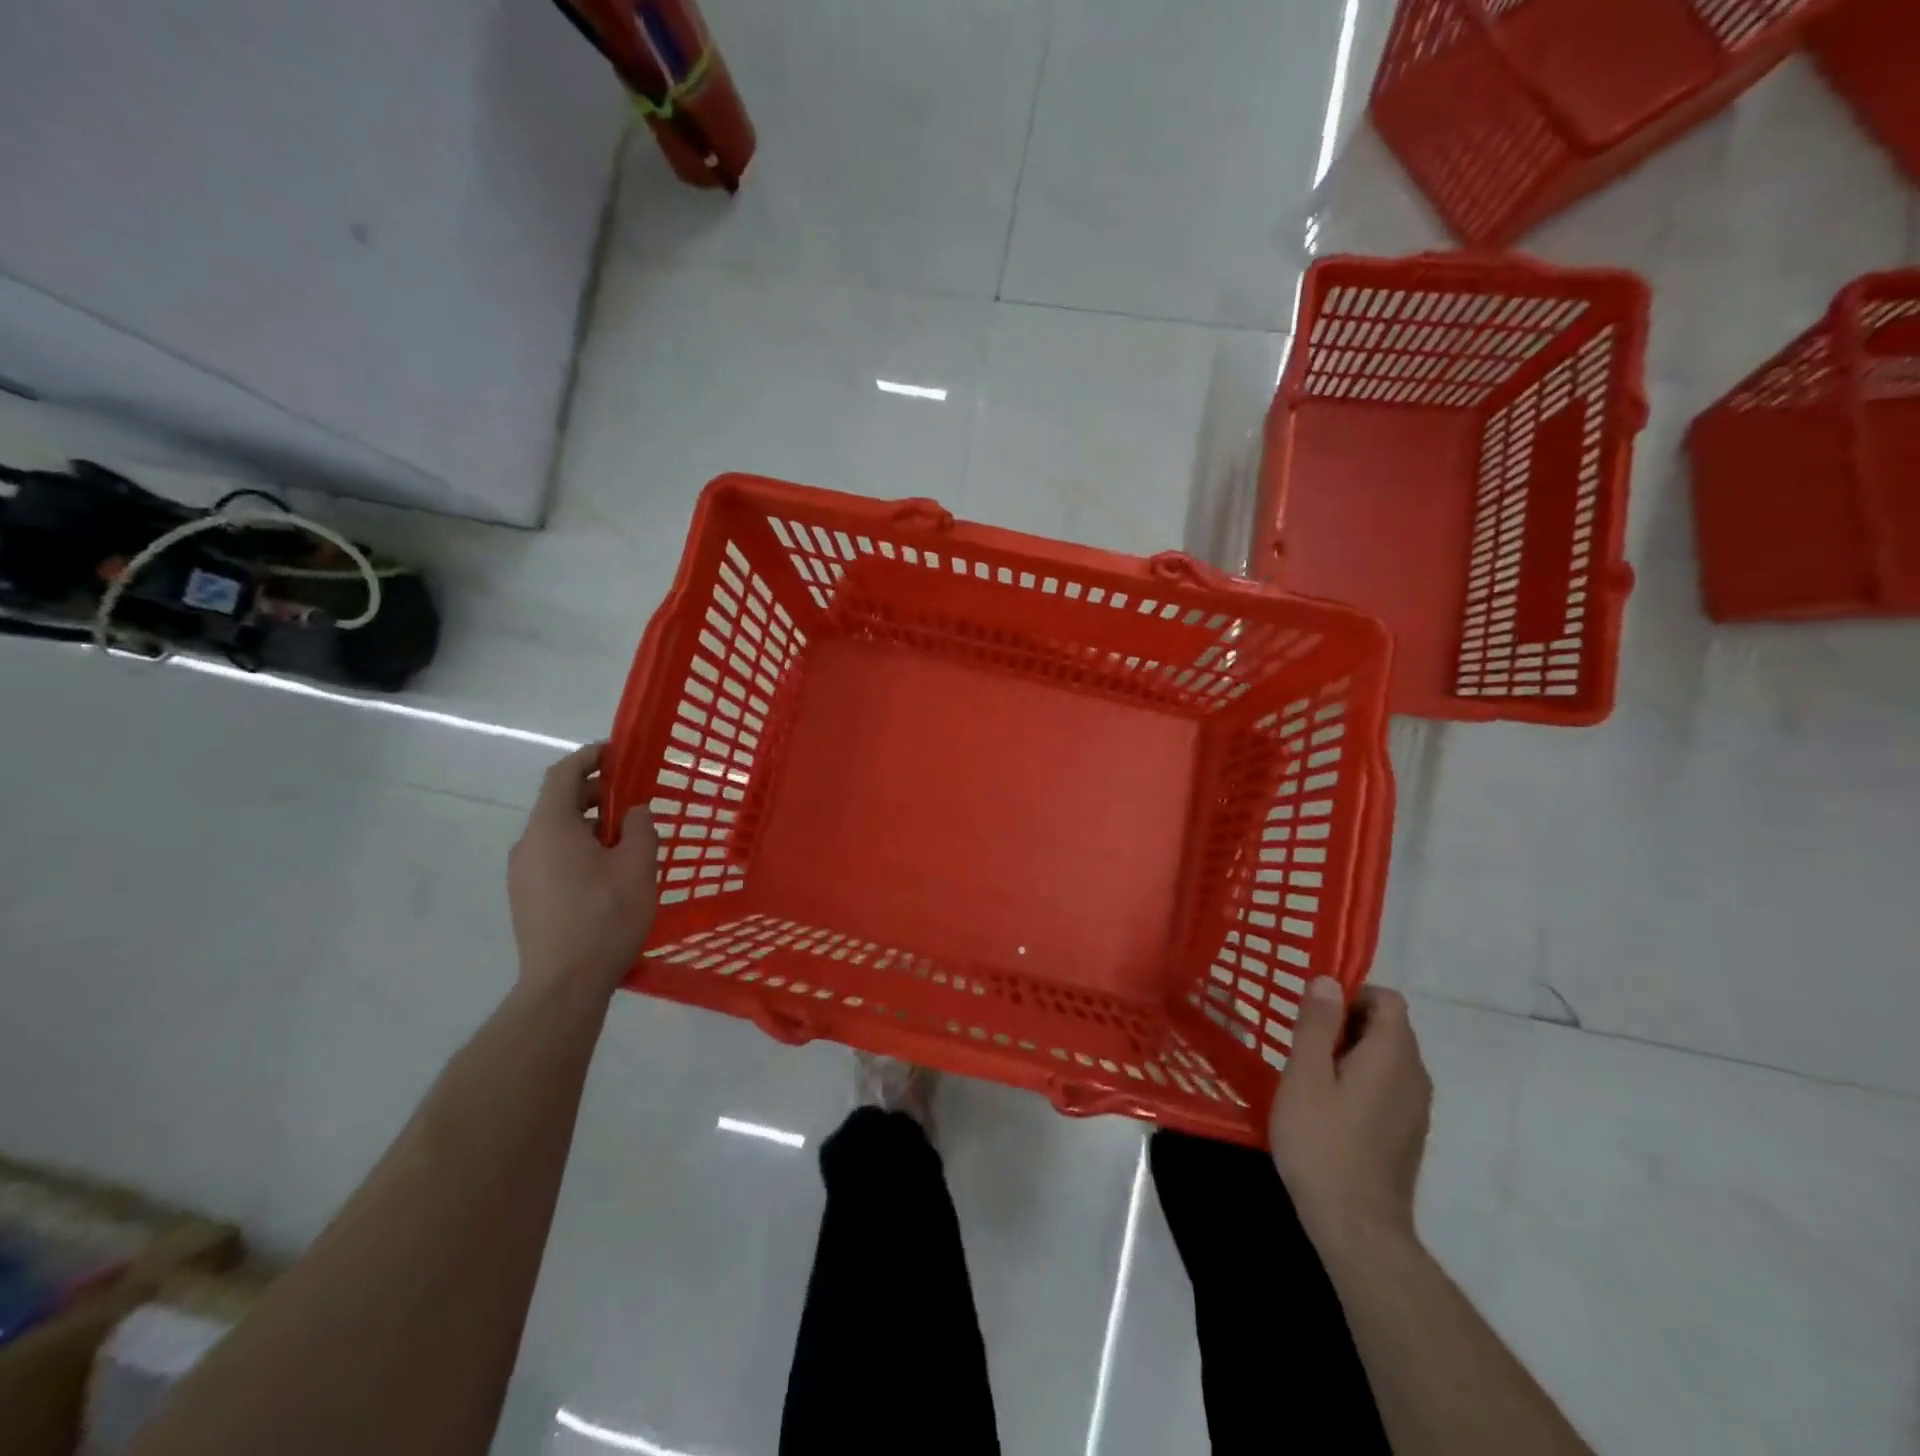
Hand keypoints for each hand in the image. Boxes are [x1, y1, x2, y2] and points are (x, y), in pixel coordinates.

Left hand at [508, 742, 658, 997]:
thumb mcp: (637, 867)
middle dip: (596, 792)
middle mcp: (528, 844)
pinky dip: (579, 848)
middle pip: (559, 803)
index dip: (589, 756)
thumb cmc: (605, 918)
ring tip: (627, 837)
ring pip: (557, 832)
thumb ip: (639, 828)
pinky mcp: (526, 898)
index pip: (562, 774)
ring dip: (589, 824)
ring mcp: (522, 874)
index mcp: (550, 828)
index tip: (618, 752)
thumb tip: (634, 811)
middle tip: (633, 797)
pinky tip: (608, 870)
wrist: (564, 985)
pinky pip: (553, 856)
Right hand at [1269, 978, 1431, 1247]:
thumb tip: (1329, 980)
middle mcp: (1415, 1076)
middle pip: (1388, 1027)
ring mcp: (1417, 1108)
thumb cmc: (1323, 1142)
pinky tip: (1329, 1107)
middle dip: (1347, 1023)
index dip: (1351, 995)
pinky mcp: (1409, 1133)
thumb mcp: (1306, 1075)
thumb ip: (1318, 1024)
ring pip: (1387, 1058)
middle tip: (1304, 1045)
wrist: (1357, 1227)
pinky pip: (1388, 1086)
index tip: (1314, 1015)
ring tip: (1311, 1075)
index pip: (1387, 1000)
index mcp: (1393, 1055)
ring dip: (1352, 1053)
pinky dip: (1361, 1080)